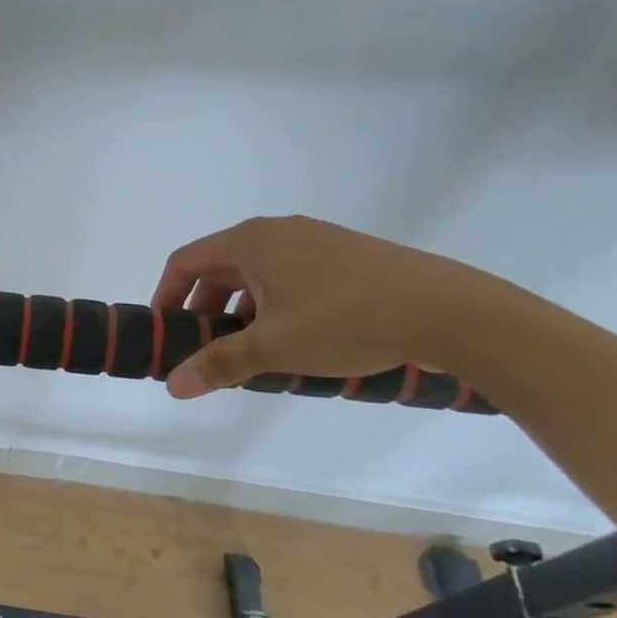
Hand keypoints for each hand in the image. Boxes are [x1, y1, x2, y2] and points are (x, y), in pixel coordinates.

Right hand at [153, 216, 498, 398]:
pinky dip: (275, 304)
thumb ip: (219, 363)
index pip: (185, 262)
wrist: (450, 311)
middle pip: (220, 267)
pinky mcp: (347, 255)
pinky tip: (296, 338)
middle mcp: (277, 231)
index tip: (166, 331)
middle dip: (206, 308)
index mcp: (250, 242)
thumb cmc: (345, 320)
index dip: (167, 296)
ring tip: (252, 350)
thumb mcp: (273, 347)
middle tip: (208, 347)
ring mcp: (316, 239)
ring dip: (241, 309)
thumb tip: (173, 386)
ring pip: (258, 273)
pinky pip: (291, 275)